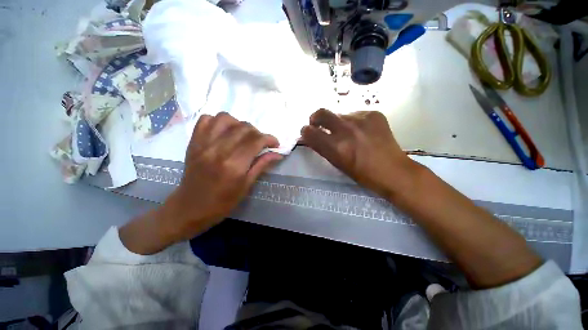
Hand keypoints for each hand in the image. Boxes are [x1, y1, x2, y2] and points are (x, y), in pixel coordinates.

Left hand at [121, 113, 281, 253]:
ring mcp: (204, 144)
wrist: (189, 208)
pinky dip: (218, 121)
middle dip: (258, 133)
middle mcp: (219, 150)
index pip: (256, 141)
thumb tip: (278, 154)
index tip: (275, 144)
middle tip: (260, 143)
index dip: (269, 139)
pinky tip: (225, 132)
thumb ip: (261, 165)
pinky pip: (206, 120)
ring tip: (243, 135)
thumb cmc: (222, 203)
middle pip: (244, 128)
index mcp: (234, 165)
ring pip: (225, 118)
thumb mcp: (246, 186)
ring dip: (239, 124)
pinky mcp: (194, 142)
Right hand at [301, 109, 416, 198]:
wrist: (393, 171)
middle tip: (319, 124)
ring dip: (338, 123)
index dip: (305, 131)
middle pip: (321, 113)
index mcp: (336, 147)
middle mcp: (346, 130)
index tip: (307, 133)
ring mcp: (361, 119)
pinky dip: (354, 122)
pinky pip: (355, 114)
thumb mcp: (337, 163)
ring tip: (348, 133)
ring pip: (339, 114)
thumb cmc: (362, 174)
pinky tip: (362, 131)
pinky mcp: (374, 114)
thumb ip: (322, 148)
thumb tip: (311, 136)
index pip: (310, 132)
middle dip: (315, 119)